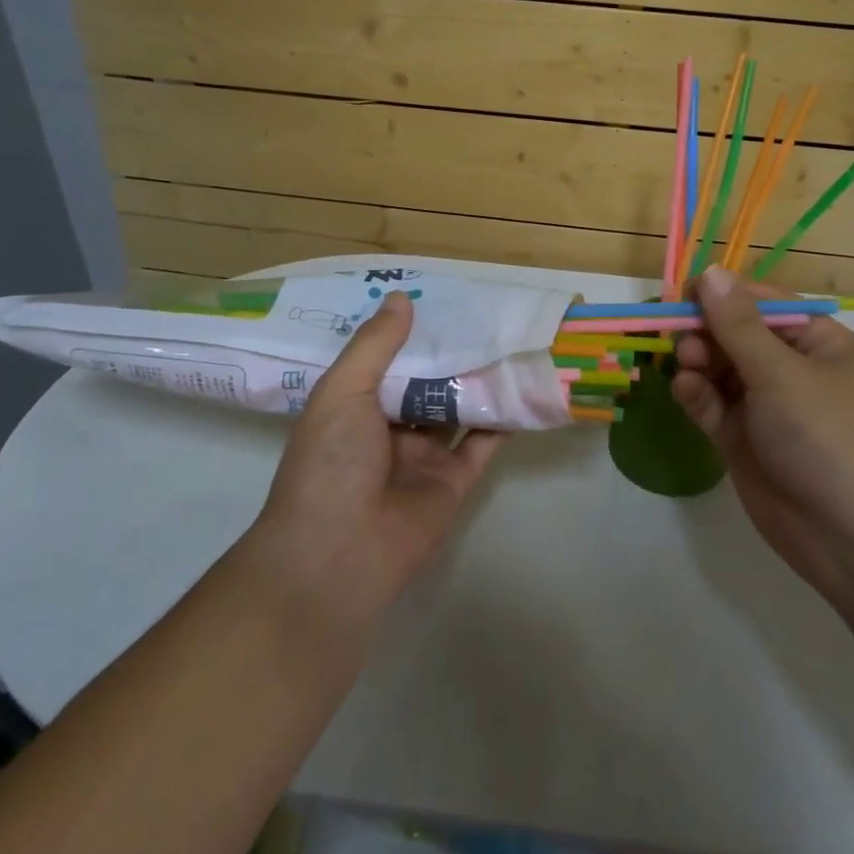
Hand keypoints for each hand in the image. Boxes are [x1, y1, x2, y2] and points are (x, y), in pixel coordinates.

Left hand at [242, 291, 501, 622]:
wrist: (337, 555)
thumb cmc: (329, 463)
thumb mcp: (342, 392)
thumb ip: (374, 346)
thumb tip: (401, 298)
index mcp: (356, 407)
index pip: (388, 359)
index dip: (411, 332)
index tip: (440, 297)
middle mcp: (391, 428)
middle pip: (428, 382)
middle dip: (452, 353)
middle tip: (486, 312)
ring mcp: (425, 456)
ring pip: (459, 409)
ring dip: (480, 381)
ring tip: (512, 340)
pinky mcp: (455, 481)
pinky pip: (484, 443)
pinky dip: (503, 419)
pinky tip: (524, 386)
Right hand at [672, 266, 853, 602]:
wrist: (853, 536)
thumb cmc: (827, 434)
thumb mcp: (781, 371)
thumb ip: (738, 324)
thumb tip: (712, 272)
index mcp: (817, 343)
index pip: (764, 303)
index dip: (724, 295)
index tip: (682, 293)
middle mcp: (792, 370)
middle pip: (736, 335)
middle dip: (706, 331)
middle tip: (677, 335)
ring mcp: (766, 408)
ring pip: (720, 370)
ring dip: (698, 361)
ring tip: (685, 364)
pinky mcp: (744, 441)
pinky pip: (713, 406)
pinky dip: (697, 395)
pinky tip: (686, 391)